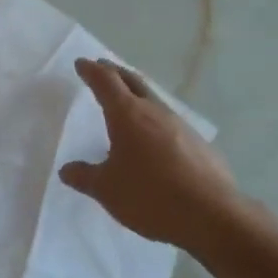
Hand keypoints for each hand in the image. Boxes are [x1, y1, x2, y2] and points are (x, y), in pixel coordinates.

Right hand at [59, 58, 240, 251]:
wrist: (211, 215)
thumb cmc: (149, 196)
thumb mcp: (107, 190)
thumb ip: (84, 176)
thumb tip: (67, 169)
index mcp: (127, 115)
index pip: (106, 82)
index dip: (92, 71)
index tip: (82, 63)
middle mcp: (155, 112)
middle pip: (133, 82)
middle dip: (115, 72)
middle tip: (103, 67)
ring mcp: (181, 126)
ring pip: (154, 100)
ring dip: (137, 94)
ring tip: (126, 101)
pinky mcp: (198, 144)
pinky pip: (169, 123)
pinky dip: (154, 120)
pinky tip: (154, 137)